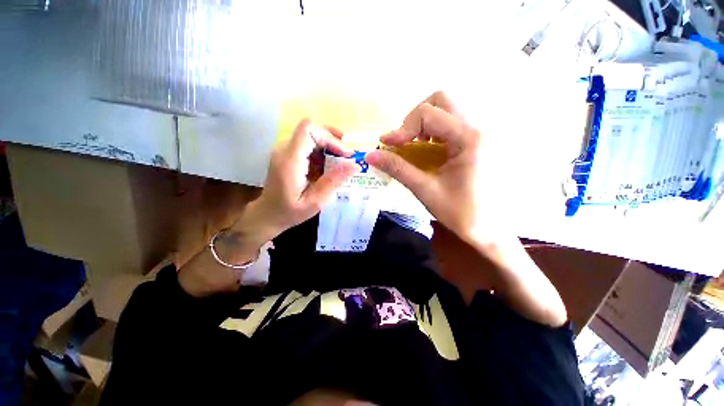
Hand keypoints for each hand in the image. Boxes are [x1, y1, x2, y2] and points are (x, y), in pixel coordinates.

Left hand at [236, 119, 359, 244]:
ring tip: (341, 162)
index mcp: (290, 161)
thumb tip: (355, 165)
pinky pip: (307, 144)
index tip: (345, 154)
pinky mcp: (287, 154)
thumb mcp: (315, 202)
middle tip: (348, 157)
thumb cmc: (290, 212)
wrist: (268, 214)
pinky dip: (321, 152)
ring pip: (310, 135)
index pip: (309, 130)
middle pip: (311, 130)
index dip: (330, 137)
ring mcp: (284, 150)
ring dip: (328, 146)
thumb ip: (333, 181)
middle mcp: (284, 150)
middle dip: (333, 140)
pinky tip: (328, 166)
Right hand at [366, 92, 493, 248]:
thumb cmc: (462, 213)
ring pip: (447, 109)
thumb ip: (398, 169)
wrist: (493, 230)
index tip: (386, 145)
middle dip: (415, 118)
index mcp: (470, 137)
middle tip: (405, 141)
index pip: (428, 114)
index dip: (402, 128)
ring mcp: (483, 132)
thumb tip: (371, 156)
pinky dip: (434, 131)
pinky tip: (429, 151)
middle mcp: (480, 126)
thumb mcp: (426, 190)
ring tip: (415, 146)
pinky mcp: (480, 140)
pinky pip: (453, 123)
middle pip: (441, 100)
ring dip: (425, 124)